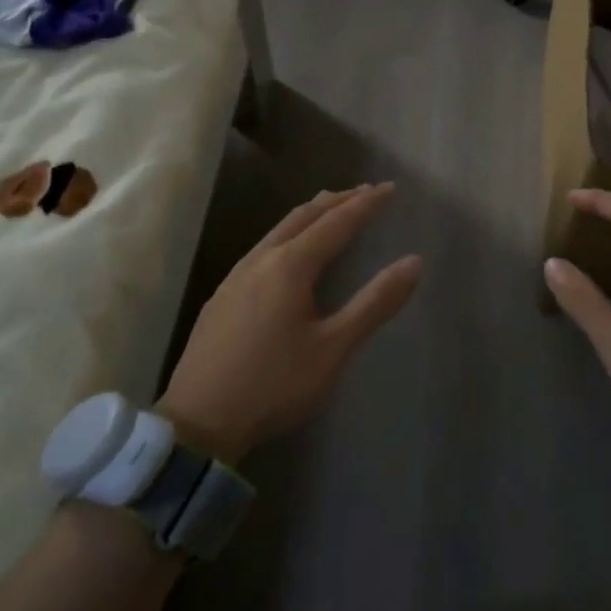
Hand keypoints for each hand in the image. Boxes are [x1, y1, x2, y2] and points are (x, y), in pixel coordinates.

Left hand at [158, 183, 420, 462]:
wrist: (197, 422)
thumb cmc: (273, 385)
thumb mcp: (333, 349)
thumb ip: (374, 304)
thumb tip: (413, 262)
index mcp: (290, 266)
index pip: (336, 222)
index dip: (365, 204)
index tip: (390, 188)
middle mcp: (261, 259)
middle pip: (304, 215)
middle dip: (337, 200)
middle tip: (365, 191)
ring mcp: (236, 275)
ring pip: (279, 228)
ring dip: (311, 213)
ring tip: (332, 209)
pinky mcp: (222, 295)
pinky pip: (264, 246)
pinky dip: (289, 233)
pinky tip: (289, 252)